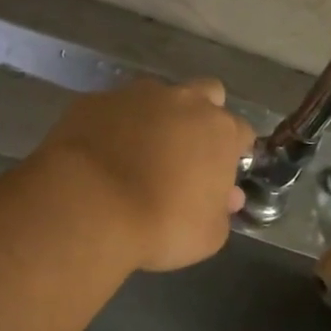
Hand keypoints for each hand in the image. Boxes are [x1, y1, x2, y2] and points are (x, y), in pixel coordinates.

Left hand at [34, 77, 255, 272]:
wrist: (89, 205)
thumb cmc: (160, 224)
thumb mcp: (208, 235)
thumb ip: (221, 211)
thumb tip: (226, 197)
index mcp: (219, 130)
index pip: (241, 132)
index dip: (233, 153)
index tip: (221, 175)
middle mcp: (183, 101)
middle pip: (206, 95)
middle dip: (201, 117)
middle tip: (185, 152)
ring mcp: (135, 95)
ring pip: (156, 96)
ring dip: (155, 118)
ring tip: (136, 153)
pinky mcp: (95, 100)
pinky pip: (113, 109)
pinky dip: (113, 126)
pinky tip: (101, 154)